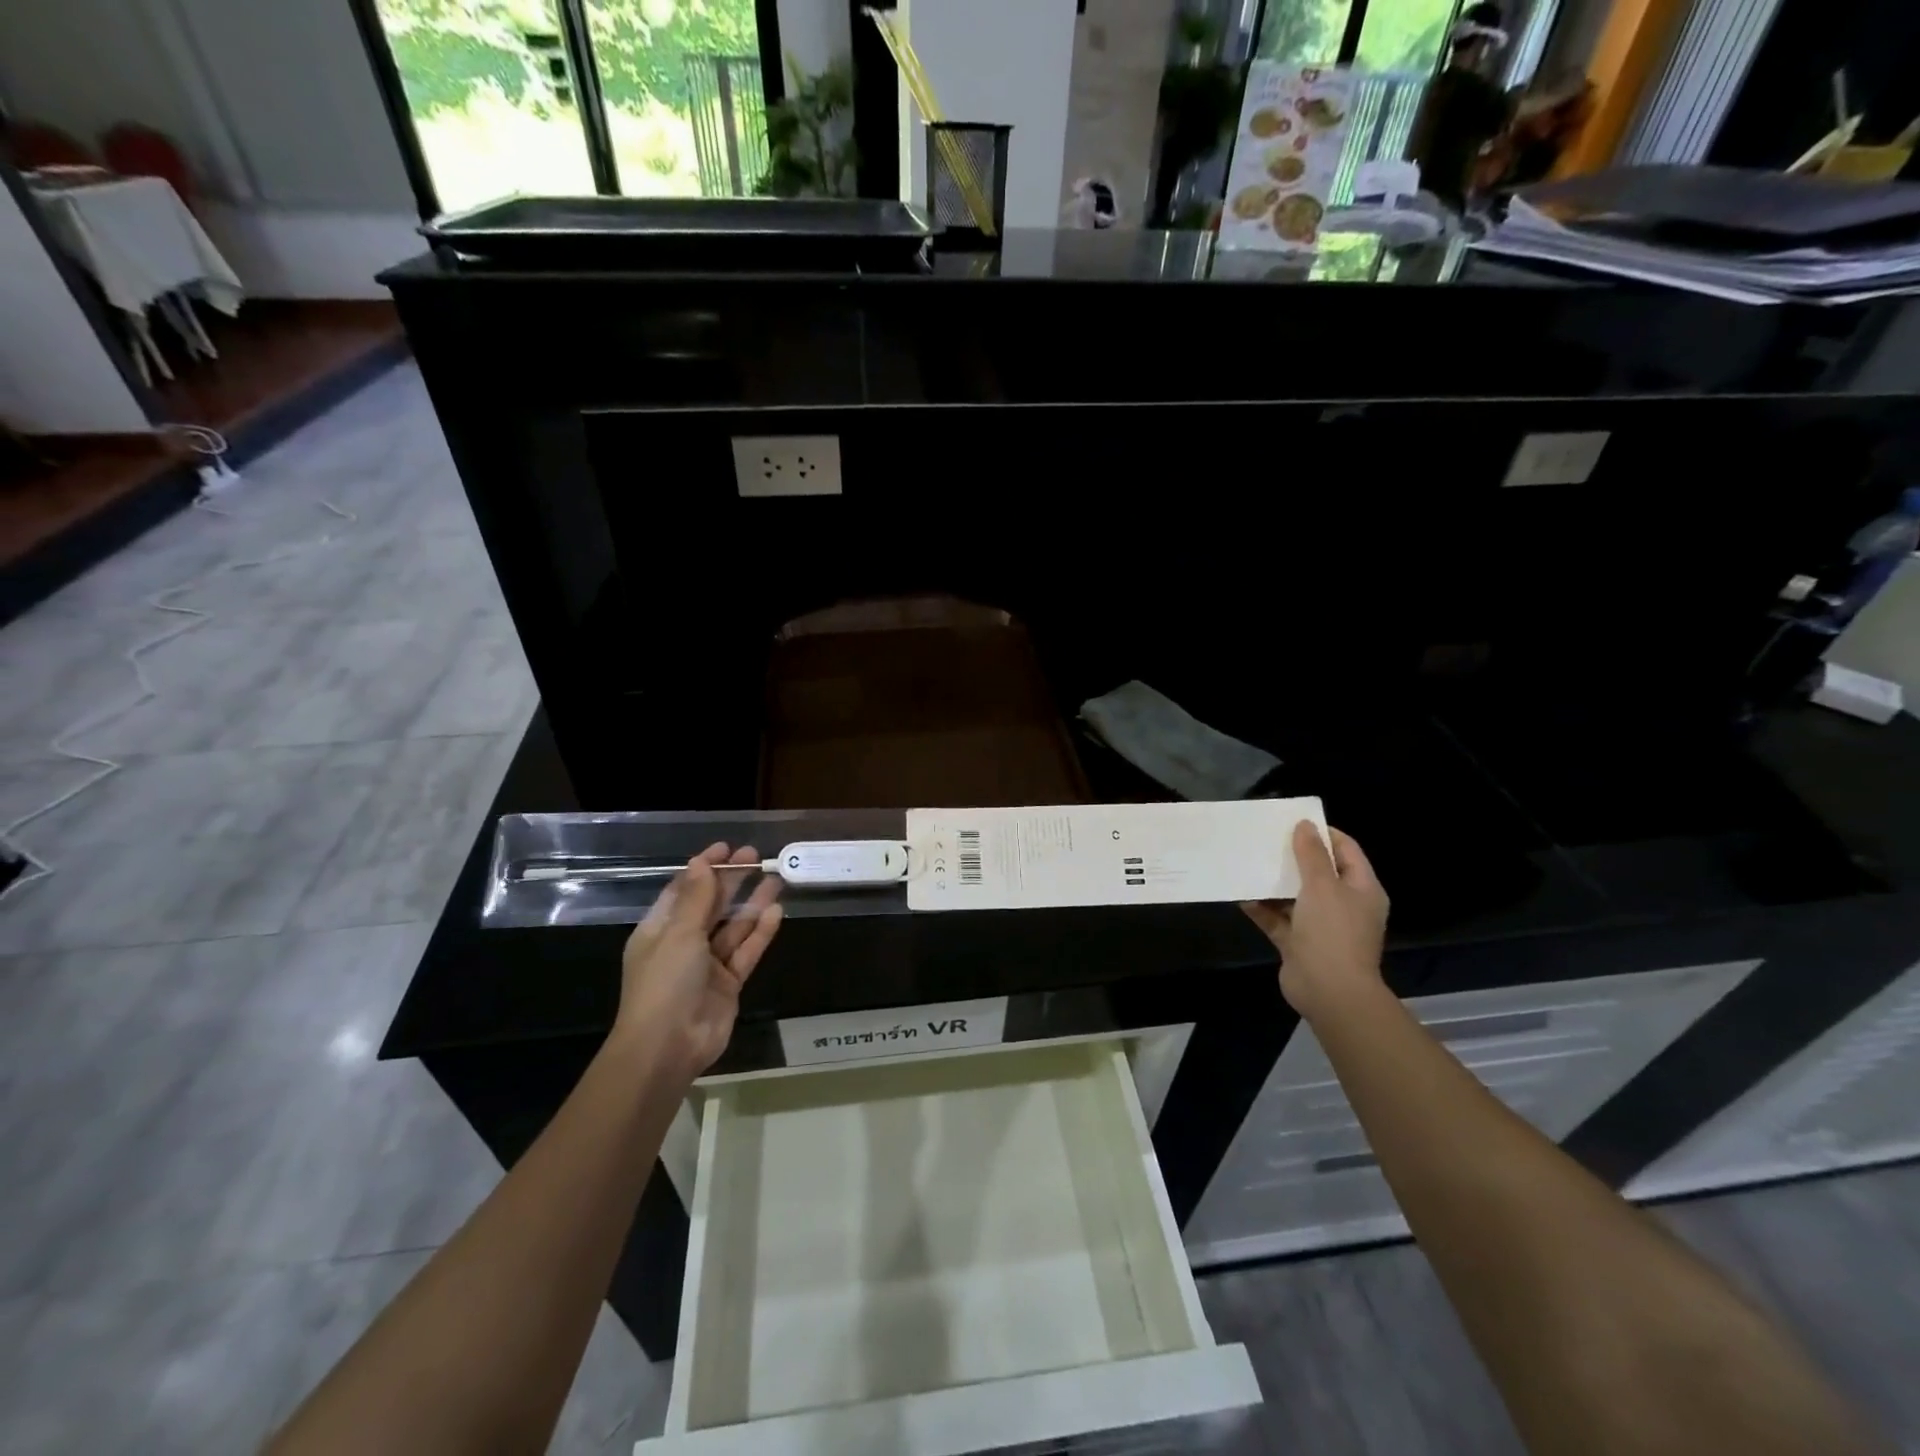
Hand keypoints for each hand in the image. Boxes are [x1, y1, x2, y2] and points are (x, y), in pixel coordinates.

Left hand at [616, 843, 783, 1083]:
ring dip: (751, 903)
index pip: (683, 891)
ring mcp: (707, 965)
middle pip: (711, 905)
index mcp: (660, 931)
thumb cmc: (664, 983)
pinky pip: (746, 952)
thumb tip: (700, 862)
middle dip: (732, 881)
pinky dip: (760, 932)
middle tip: (756, 857)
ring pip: (733, 927)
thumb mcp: (678, 934)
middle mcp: (683, 944)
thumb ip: (696, 898)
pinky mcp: (728, 984)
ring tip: (775, 878)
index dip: (704, 868)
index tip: (726, 848)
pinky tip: (776, 911)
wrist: (667, 1048)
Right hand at [1242, 821, 1388, 1022]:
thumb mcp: (1322, 886)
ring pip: (1295, 896)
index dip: (1323, 833)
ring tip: (1248, 861)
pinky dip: (1262, 908)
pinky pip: (1278, 919)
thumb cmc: (1333, 932)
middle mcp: (1343, 905)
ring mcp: (1320, 926)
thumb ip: (1311, 854)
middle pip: (1318, 872)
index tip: (1294, 821)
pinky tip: (1241, 895)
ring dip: (1274, 882)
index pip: (1346, 850)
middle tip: (1266, 839)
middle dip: (1293, 856)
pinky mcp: (1298, 943)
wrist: (1329, 992)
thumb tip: (1305, 825)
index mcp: (1362, 889)